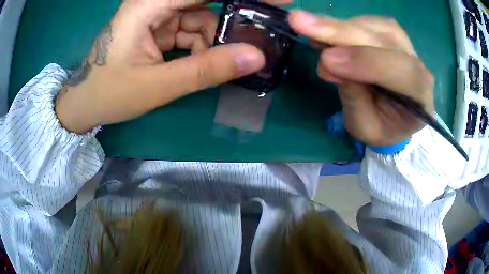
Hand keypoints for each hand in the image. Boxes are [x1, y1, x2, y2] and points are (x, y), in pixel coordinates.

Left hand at [55, 0, 267, 132]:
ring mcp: (155, 14)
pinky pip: (189, 28)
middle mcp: (153, 3)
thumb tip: (256, 58)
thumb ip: (206, 70)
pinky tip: (200, 62)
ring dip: (213, 39)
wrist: (85, 102)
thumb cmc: (110, 94)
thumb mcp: (157, 85)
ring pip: (200, 17)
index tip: (280, 1)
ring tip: (218, 62)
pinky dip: (200, 44)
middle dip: (231, 18)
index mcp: (148, 5)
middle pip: (204, 1)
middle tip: (256, 35)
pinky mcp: (156, 26)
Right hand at [289, 11, 433, 145]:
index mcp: (420, 96)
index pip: (402, 71)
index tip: (326, 60)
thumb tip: (329, 62)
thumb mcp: (366, 128)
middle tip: (300, 21)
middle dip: (341, 31)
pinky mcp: (391, 34)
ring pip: (374, 25)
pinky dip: (342, 24)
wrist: (395, 116)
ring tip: (309, 30)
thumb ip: (354, 99)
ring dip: (339, 26)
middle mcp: (418, 65)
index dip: (365, 61)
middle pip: (384, 40)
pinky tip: (326, 32)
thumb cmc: (383, 127)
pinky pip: (367, 21)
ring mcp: (406, 46)